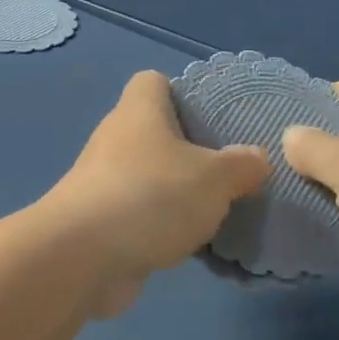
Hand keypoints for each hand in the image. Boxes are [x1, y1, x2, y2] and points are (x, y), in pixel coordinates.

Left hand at [41, 71, 269, 315]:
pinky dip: (161, 227)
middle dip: (189, 150)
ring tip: (218, 210)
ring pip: (148, 177)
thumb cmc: (151, 197)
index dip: (183, 92)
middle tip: (229, 171)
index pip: (154, 82)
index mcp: (138, 111)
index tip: (215, 117)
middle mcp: (115, 139)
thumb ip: (240, 166)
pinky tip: (191, 245)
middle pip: (154, 132)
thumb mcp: (214, 179)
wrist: (81, 257)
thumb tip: (257, 158)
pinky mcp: (100, 222)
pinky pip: (139, 215)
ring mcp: (102, 182)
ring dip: (176, 193)